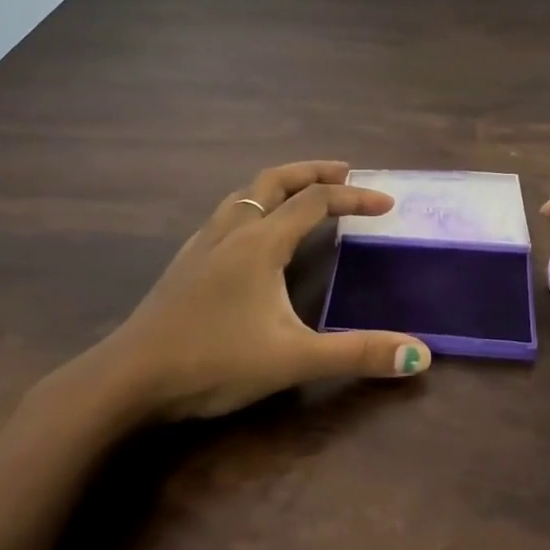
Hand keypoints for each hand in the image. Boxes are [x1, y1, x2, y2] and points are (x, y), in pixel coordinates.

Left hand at [69, 161, 431, 421]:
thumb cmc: (214, 361)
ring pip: (245, 194)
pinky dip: (253, 208)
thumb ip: (357, 353)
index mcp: (260, 242)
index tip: (386, 203)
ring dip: (280, 187)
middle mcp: (231, 231)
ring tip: (302, 197)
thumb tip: (420, 355)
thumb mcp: (293, 359)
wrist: (129, 378)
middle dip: (313, 171)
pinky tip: (251, 237)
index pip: (316, 202)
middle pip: (275, 180)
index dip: (354, 198)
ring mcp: (202, 244)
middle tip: (346, 172)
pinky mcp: (185, 263)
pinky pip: (226, 216)